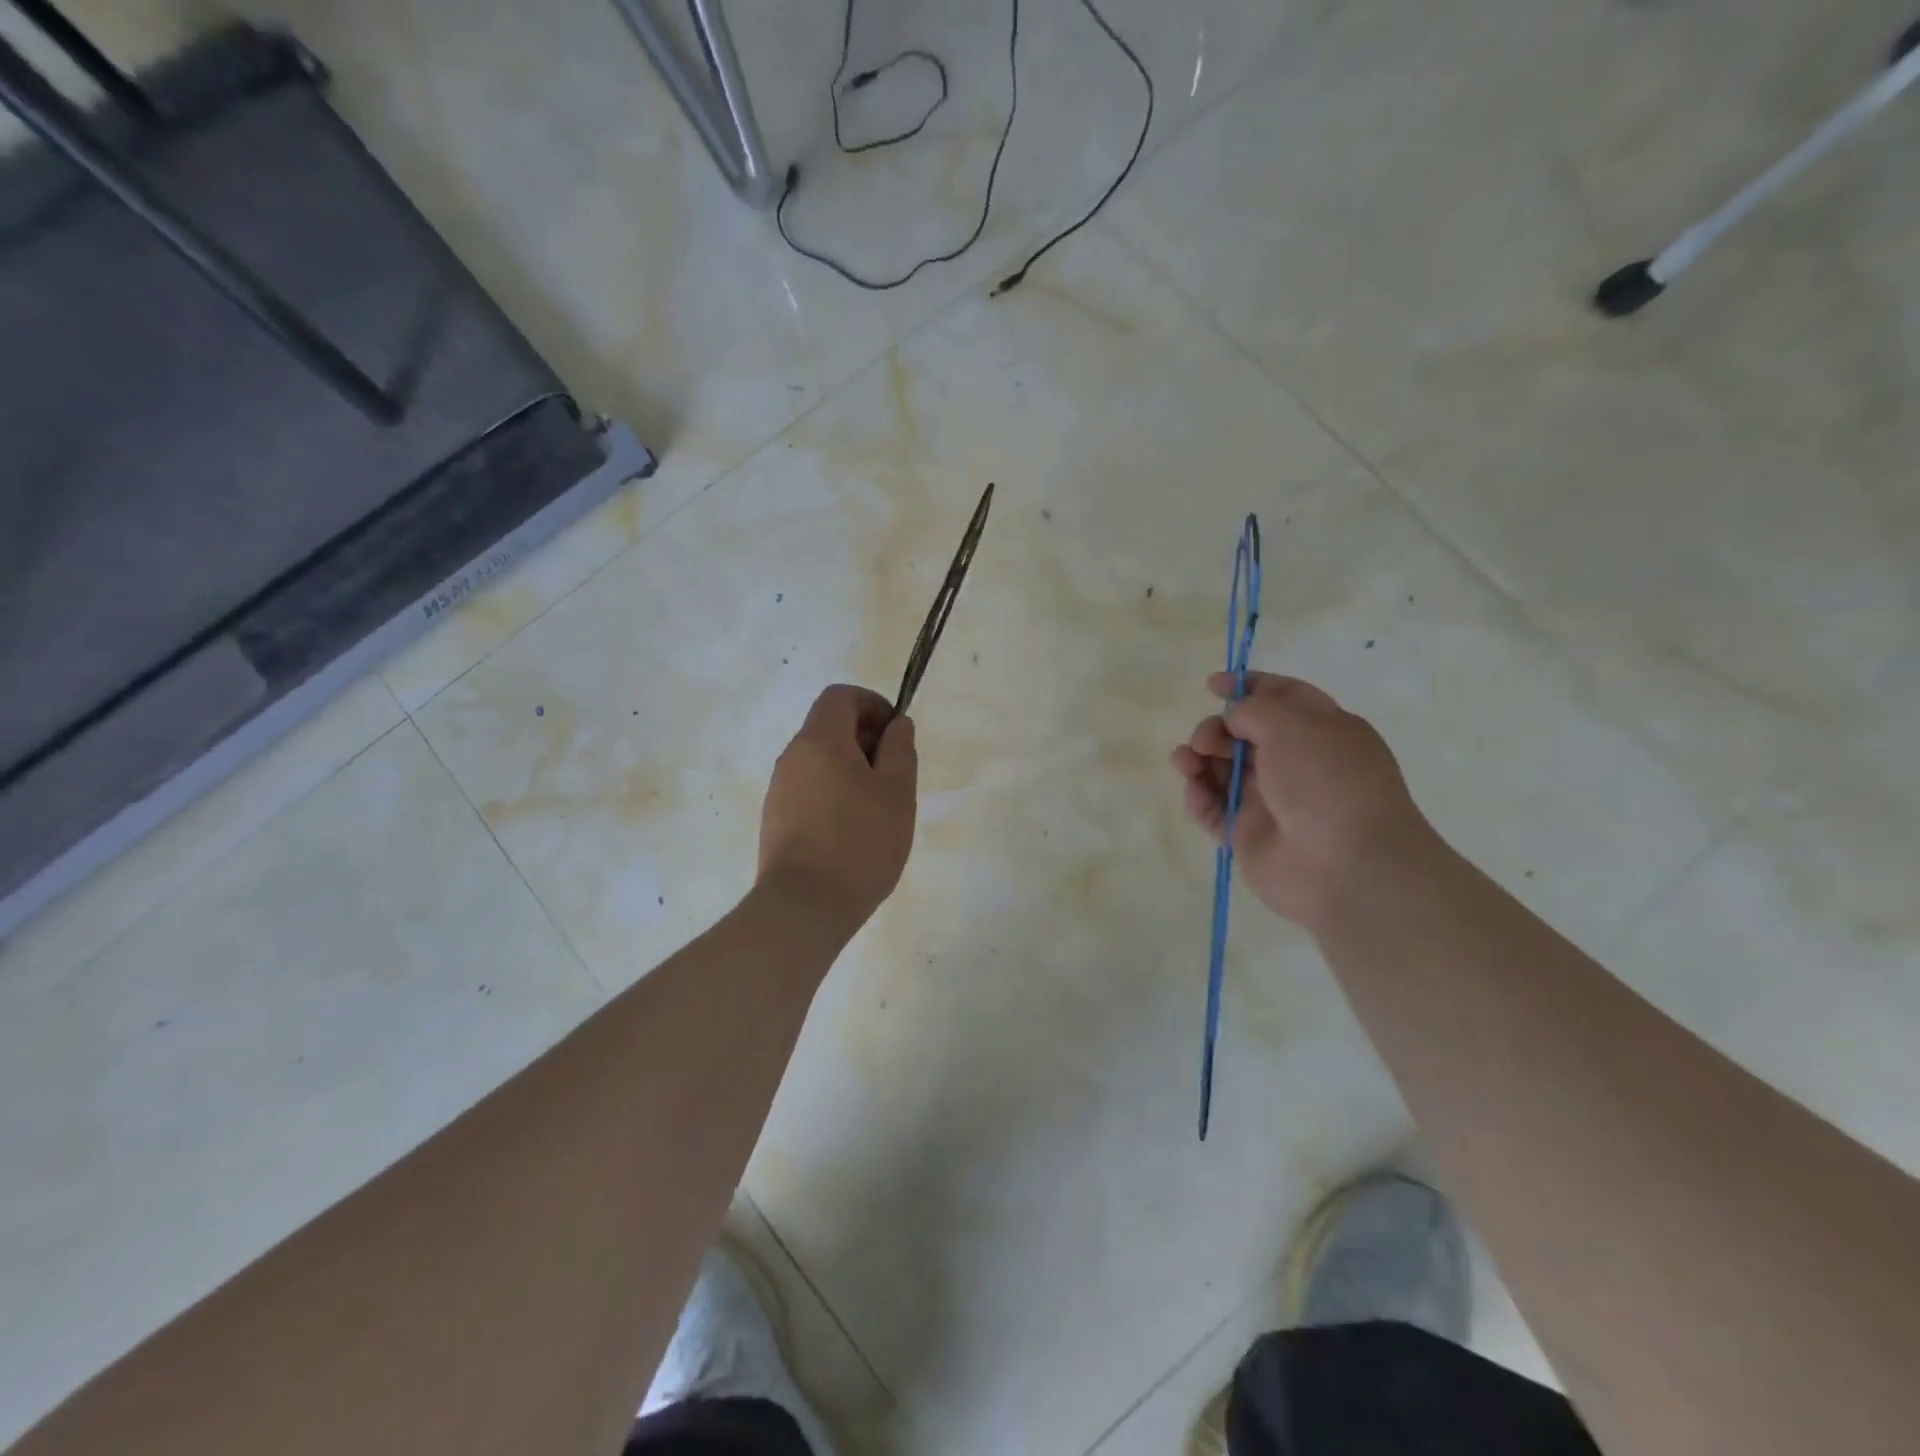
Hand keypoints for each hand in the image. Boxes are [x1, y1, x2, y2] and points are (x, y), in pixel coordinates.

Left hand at [758, 684, 917, 936]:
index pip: (840, 696)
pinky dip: (834, 793)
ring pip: (820, 761)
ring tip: (877, 808)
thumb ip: (900, 749)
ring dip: (851, 769)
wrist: (804, 906)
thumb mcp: (897, 792)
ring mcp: (779, 790)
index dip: (872, 704)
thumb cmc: (859, 842)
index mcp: (819, 741)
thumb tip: (896, 725)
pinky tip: (852, 830)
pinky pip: (809, 789)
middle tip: (895, 775)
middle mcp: (792, 757)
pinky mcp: (775, 819)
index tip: (896, 733)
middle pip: (828, 727)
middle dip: (865, 739)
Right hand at [1170, 672, 1430, 928]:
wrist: (1343, 866)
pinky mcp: (1246, 834)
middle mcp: (1295, 763)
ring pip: (1221, 770)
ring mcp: (1270, 800)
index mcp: (1321, 730)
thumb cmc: (1326, 782)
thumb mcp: (1293, 724)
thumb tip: (1232, 720)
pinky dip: (1198, 795)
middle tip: (1206, 741)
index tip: (1212, 685)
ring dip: (1197, 759)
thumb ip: (1253, 710)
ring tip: (1186, 762)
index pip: (1281, 697)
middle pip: (1242, 734)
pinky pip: (1212, 808)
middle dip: (1216, 729)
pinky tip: (1194, 790)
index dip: (1247, 687)